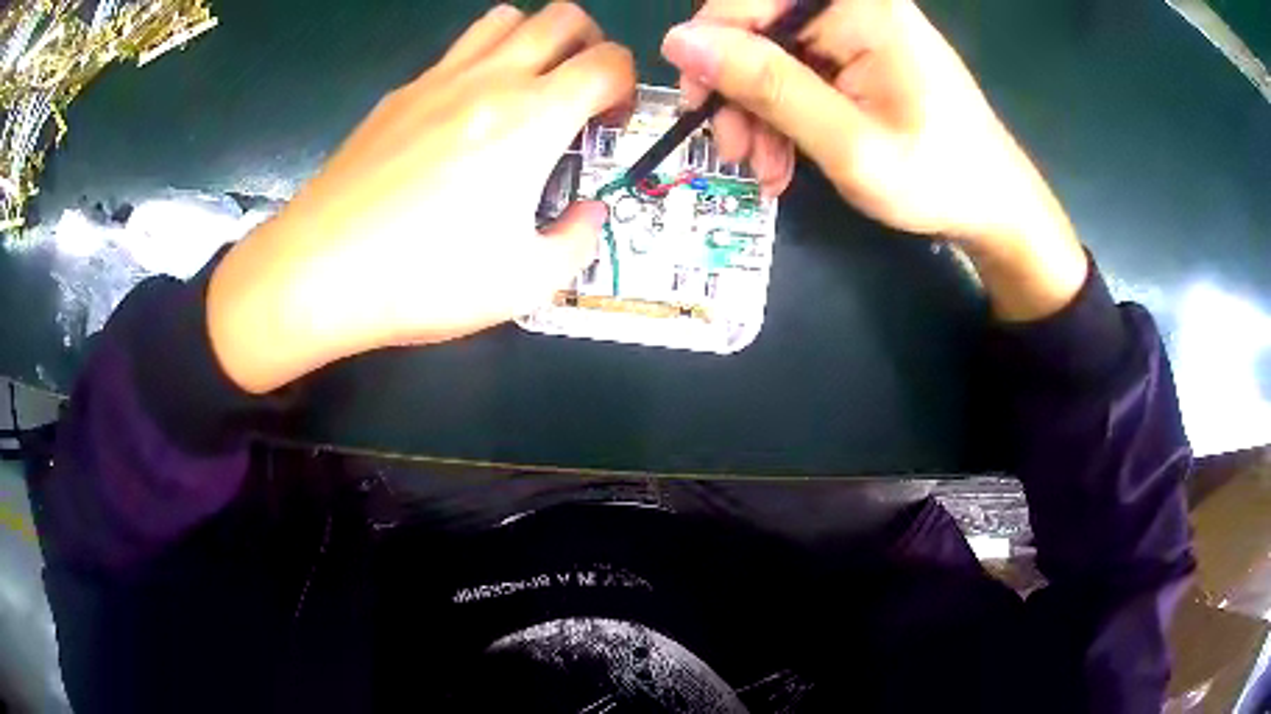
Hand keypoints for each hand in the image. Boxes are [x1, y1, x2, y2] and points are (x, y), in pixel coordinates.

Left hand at [207, 3, 635, 393]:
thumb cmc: (423, 278)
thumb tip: (587, 215)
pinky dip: (480, 64)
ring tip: (525, 91)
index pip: (609, 61)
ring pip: (505, 18)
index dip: (626, 87)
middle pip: (563, 17)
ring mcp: (437, 79)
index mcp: (533, 118)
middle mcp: (490, 79)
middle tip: (577, 94)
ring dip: (533, 40)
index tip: (608, 124)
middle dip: (589, 45)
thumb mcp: (524, 284)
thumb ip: (576, 242)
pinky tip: (462, 118)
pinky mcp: (398, 94)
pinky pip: (455, 52)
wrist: (318, 272)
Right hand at [664, 0, 1088, 320]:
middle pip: (758, 27)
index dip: (711, 46)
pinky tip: (784, 160)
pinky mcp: (857, 56)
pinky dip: (782, 117)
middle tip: (734, 153)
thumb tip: (680, 43)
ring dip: (756, 113)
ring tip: (766, 170)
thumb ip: (769, 86)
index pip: (751, 0)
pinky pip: (796, 74)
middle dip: (736, 91)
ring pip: (770, 56)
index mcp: (861, 8)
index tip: (699, 105)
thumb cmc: (938, 179)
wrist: (994, 207)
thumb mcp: (848, 143)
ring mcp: (855, 31)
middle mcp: (853, 6)